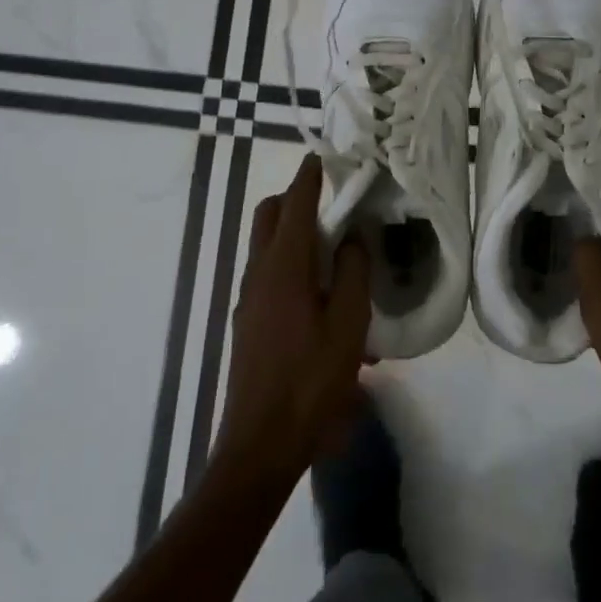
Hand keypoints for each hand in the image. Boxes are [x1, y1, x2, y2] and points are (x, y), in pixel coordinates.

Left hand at [213, 155, 370, 486]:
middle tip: (332, 204)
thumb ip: (352, 274)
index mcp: (283, 268)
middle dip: (295, 199)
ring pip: (265, 245)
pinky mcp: (248, 321)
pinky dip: (289, 263)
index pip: (295, 205)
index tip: (323, 156)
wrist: (260, 446)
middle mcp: (259, 274)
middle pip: (269, 216)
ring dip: (292, 232)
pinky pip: (267, 273)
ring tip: (333, 250)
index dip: (309, 176)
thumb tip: (351, 239)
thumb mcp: (347, 326)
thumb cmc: (310, 383)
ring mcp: (249, 299)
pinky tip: (320, 297)